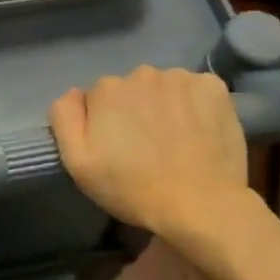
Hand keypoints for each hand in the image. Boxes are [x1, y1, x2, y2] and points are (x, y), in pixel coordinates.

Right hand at [49, 67, 250, 245]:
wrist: (200, 205)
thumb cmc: (132, 188)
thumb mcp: (78, 163)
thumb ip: (65, 118)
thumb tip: (75, 93)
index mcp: (107, 89)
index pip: (99, 97)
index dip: (105, 123)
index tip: (116, 148)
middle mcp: (142, 73)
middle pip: (132, 89)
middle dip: (135, 110)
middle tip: (146, 146)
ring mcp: (181, 78)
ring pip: (165, 87)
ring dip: (165, 105)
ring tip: (175, 140)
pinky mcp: (214, 88)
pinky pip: (196, 89)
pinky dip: (196, 104)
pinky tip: (199, 130)